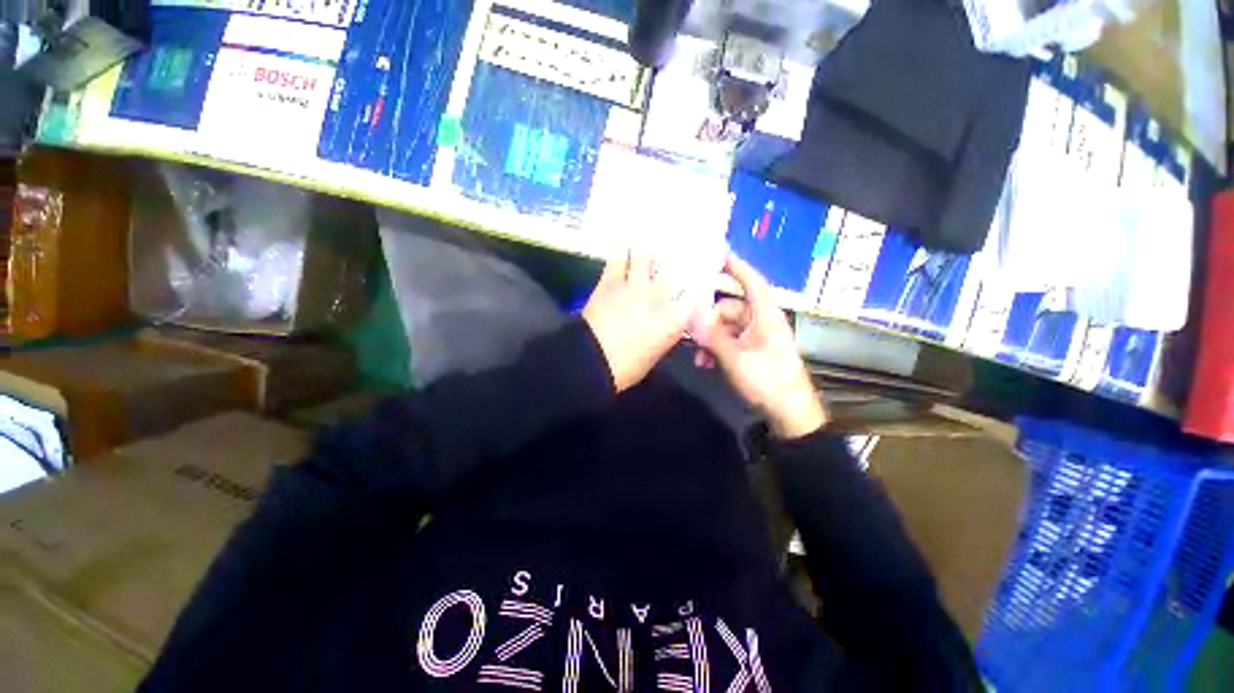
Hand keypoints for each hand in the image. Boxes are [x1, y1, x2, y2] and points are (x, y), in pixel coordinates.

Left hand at [583, 248, 691, 391]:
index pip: (695, 293)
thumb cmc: (628, 366)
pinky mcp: (611, 280)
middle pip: (674, 266)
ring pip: (645, 253)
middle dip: (674, 261)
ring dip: (644, 253)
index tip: (693, 282)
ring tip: (642, 252)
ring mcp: (635, 284)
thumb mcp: (656, 352)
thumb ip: (665, 331)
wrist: (593, 361)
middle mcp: (660, 296)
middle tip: (669, 260)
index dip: (695, 284)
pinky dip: (620, 253)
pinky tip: (622, 249)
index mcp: (675, 319)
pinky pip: (617, 257)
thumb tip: (665, 320)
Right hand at [694, 254, 827, 438]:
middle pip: (729, 308)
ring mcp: (757, 337)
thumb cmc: (766, 380)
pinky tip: (706, 363)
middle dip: (709, 320)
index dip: (737, 266)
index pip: (752, 282)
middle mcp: (761, 321)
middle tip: (691, 332)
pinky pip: (730, 341)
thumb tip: (691, 319)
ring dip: (711, 339)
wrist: (789, 413)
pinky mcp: (753, 351)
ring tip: (699, 357)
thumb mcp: (734, 358)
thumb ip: (711, 336)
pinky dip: (717, 349)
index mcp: (765, 316)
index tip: (719, 253)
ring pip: (726, 328)